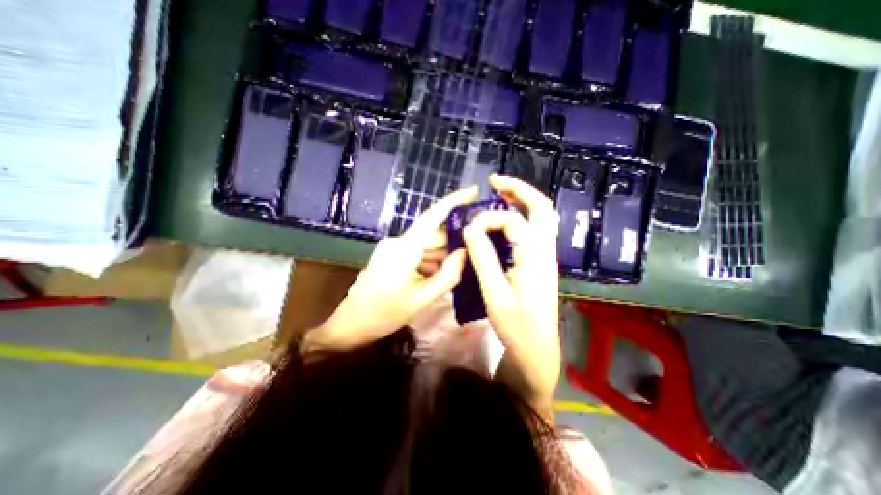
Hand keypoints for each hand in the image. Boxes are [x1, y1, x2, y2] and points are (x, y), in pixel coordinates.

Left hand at [306, 185, 480, 352]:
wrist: (351, 324)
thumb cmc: (385, 314)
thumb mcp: (423, 298)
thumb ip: (449, 275)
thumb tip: (466, 252)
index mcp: (404, 248)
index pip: (433, 216)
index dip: (454, 201)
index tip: (474, 190)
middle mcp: (398, 241)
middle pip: (433, 234)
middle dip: (453, 242)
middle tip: (475, 252)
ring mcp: (393, 247)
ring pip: (426, 245)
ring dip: (442, 255)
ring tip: (458, 270)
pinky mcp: (391, 255)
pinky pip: (417, 252)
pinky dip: (430, 261)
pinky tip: (438, 275)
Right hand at [464, 176, 559, 419]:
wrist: (537, 350)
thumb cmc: (516, 327)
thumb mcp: (494, 294)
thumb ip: (483, 259)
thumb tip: (470, 229)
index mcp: (535, 257)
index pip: (512, 221)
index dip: (488, 219)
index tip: (468, 230)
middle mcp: (545, 251)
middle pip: (542, 208)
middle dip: (519, 189)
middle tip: (495, 182)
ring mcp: (546, 256)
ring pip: (541, 217)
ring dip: (522, 201)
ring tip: (499, 193)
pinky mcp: (540, 263)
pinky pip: (535, 230)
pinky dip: (521, 216)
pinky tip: (504, 221)